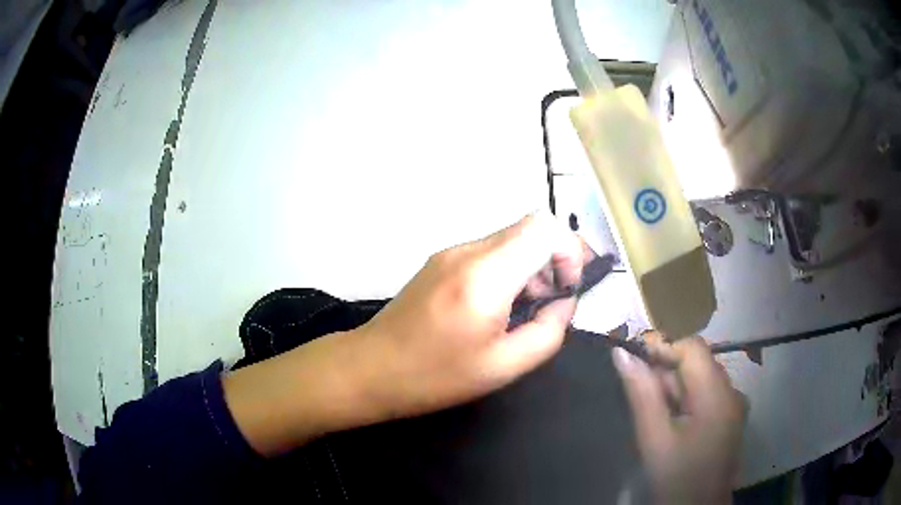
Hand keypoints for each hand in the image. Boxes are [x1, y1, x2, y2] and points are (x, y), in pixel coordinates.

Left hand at [352, 212, 586, 419]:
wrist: (370, 369)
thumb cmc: (435, 376)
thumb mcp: (503, 366)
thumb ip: (548, 332)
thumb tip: (564, 303)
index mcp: (486, 276)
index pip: (544, 227)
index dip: (569, 251)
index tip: (568, 289)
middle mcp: (467, 251)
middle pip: (529, 227)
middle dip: (554, 258)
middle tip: (551, 302)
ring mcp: (450, 252)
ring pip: (510, 238)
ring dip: (531, 265)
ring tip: (526, 309)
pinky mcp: (440, 260)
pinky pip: (489, 251)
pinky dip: (509, 269)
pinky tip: (499, 306)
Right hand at [612, 334, 745, 503]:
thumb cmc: (676, 477)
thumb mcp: (654, 438)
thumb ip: (642, 393)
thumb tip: (622, 353)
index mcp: (718, 394)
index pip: (693, 348)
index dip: (663, 346)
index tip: (633, 359)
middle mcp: (732, 392)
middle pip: (698, 363)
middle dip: (666, 370)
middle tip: (637, 391)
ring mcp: (733, 406)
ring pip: (701, 379)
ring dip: (674, 387)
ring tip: (652, 412)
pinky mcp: (729, 418)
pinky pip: (706, 396)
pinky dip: (685, 400)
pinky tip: (670, 421)